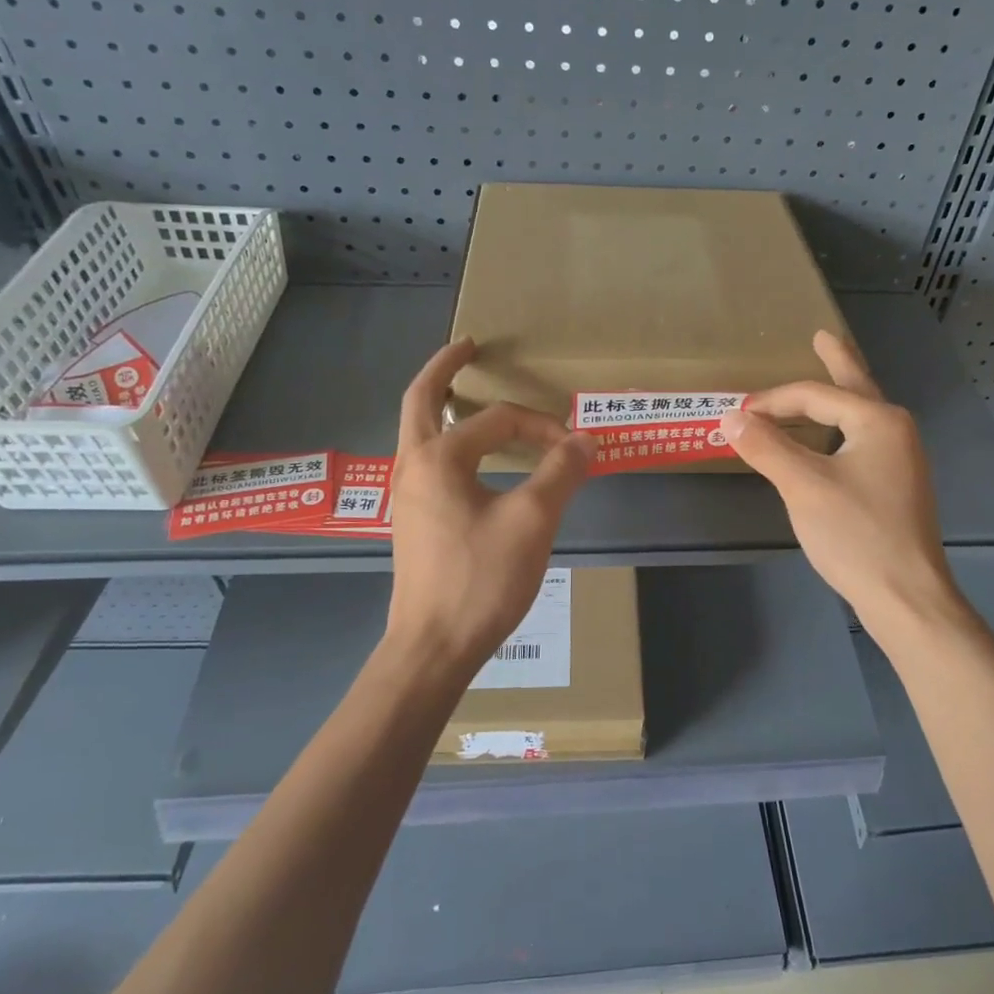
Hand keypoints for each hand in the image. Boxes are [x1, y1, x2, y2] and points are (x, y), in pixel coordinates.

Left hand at [385, 339, 594, 674]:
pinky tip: (472, 456)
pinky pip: (428, 459)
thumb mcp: (533, 521)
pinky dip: (447, 439)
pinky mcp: (413, 519)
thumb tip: (586, 439)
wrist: (434, 646)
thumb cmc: (481, 580)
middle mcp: (413, 466)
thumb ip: (560, 472)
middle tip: (469, 346)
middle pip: (423, 399)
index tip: (575, 449)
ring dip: (442, 404)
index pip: (499, 420)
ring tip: (468, 391)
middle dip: (445, 368)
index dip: (542, 427)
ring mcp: (408, 494)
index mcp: (439, 457)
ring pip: (421, 431)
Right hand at [720, 330, 958, 634]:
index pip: (816, 395)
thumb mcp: (803, 486)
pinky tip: (834, 438)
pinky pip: (864, 440)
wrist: (906, 596)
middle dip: (838, 361)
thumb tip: (731, 417)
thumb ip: (766, 447)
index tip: (737, 412)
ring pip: (862, 415)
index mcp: (878, 421)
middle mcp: (896, 431)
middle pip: (857, 387)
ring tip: (829, 376)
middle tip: (824, 336)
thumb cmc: (855, 535)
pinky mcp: (898, 486)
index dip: (773, 400)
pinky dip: (842, 427)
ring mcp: (902, 460)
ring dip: (840, 396)